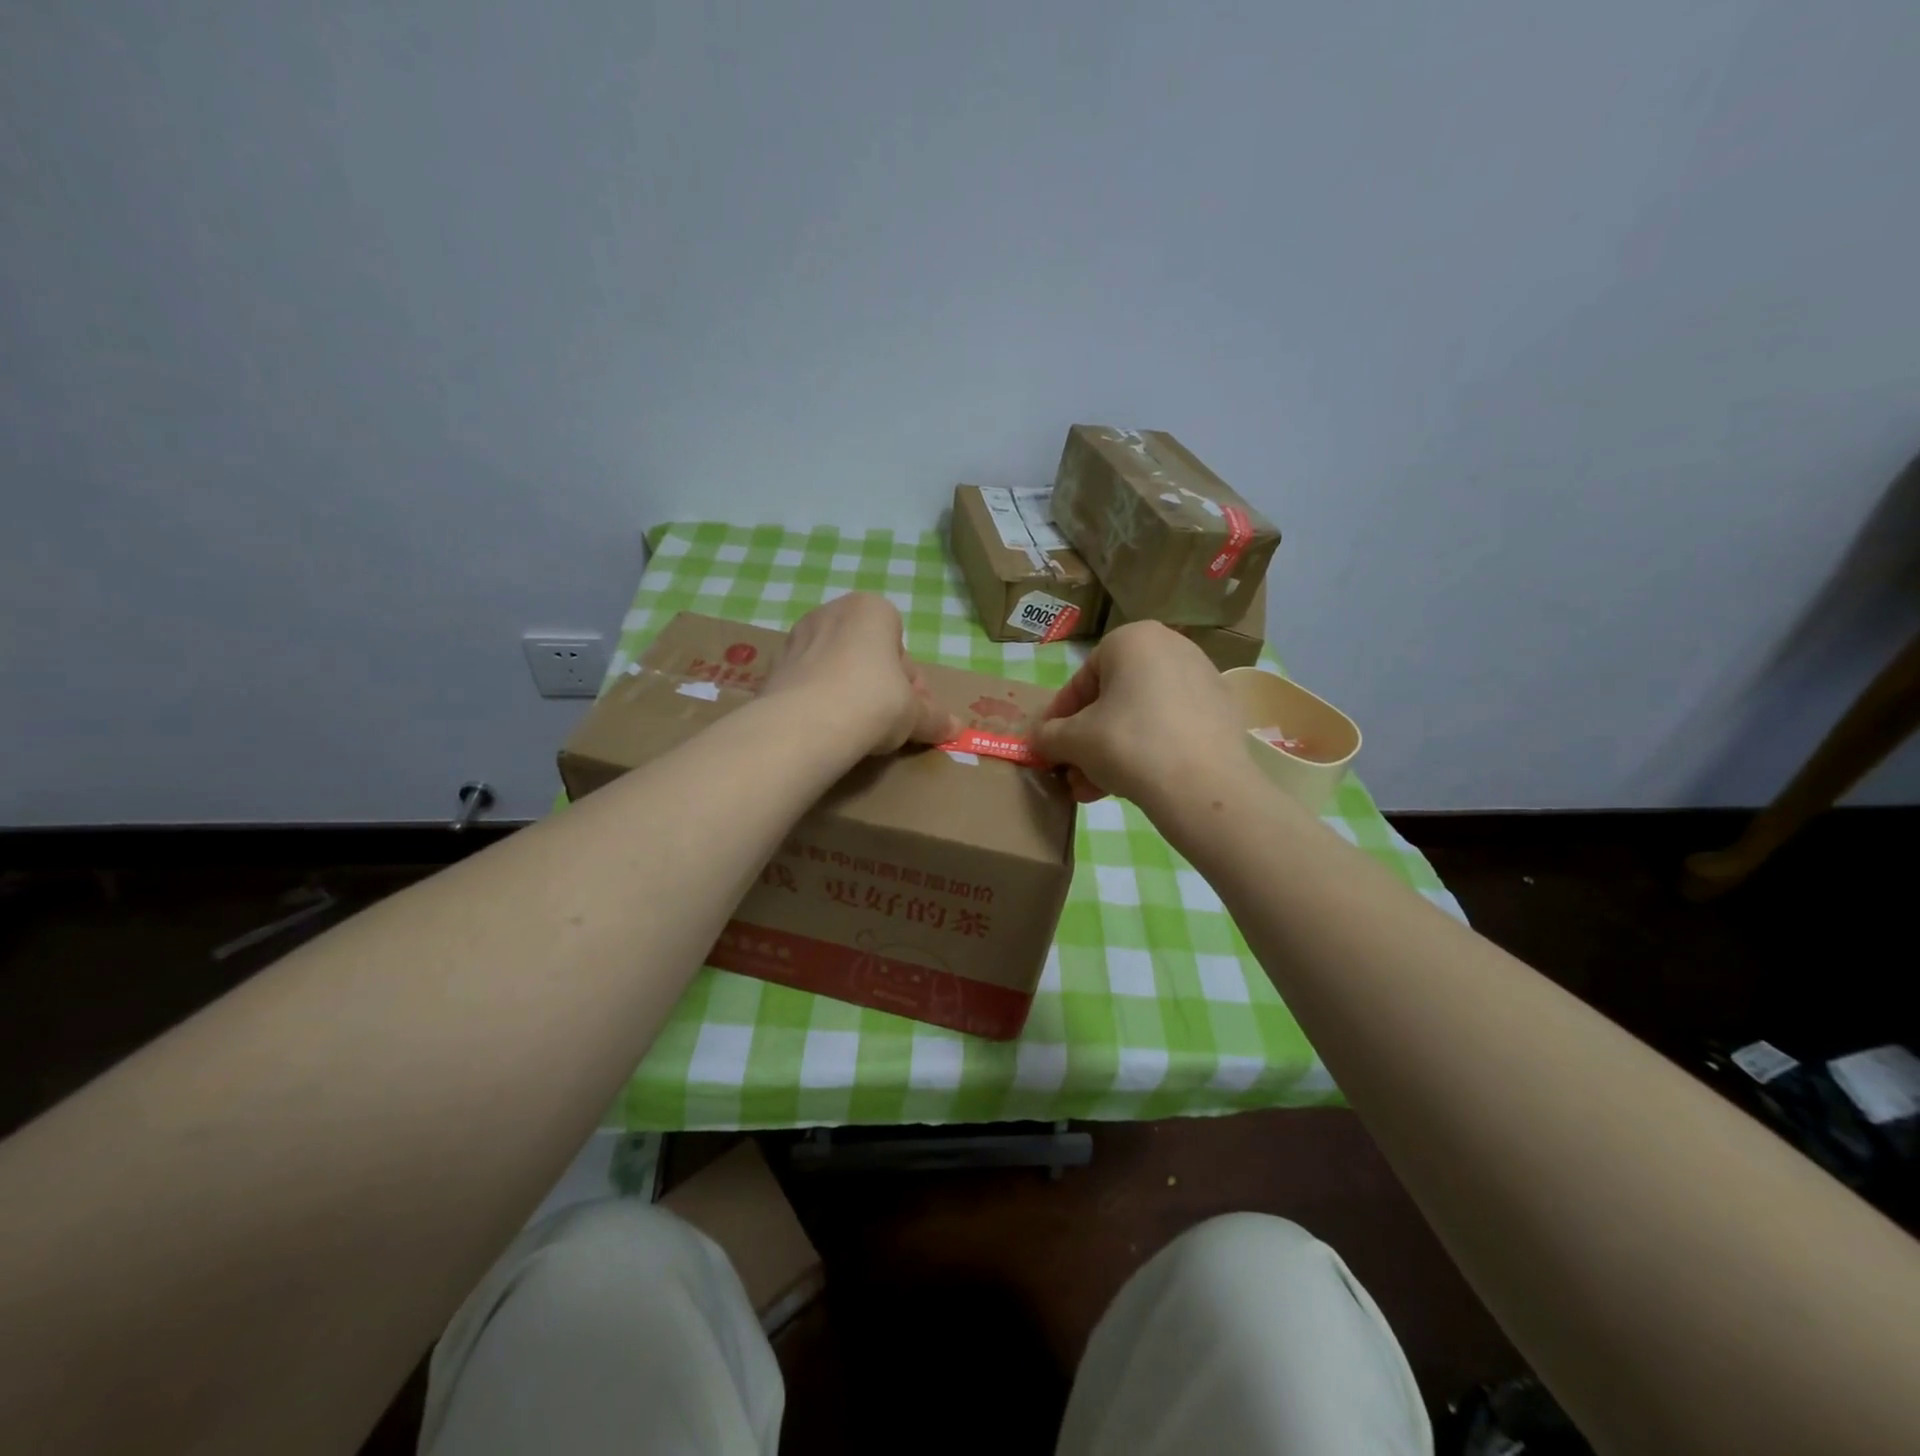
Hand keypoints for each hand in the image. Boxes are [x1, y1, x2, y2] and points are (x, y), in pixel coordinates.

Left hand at [760, 594, 957, 754]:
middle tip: (888, 724)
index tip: (911, 711)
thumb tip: (956, 729)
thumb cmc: (874, 701)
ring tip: (855, 729)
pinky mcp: (773, 668)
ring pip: (835, 667)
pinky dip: (819, 702)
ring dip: (848, 692)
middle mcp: (830, 612)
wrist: (807, 724)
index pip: (901, 646)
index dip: (910, 683)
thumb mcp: (915, 714)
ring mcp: (796, 638)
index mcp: (871, 609)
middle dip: (880, 686)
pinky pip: (808, 684)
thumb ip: (934, 718)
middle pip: (867, 654)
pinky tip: (827, 729)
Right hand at [1035, 622, 1252, 809]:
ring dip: (1111, 752)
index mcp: (1133, 639)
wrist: (1203, 785)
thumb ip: (1048, 735)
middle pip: (1114, 699)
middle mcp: (1171, 647)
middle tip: (1072, 772)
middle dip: (1087, 740)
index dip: (1059, 716)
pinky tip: (1131, 786)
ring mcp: (1202, 679)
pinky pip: (1171, 727)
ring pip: (1141, 716)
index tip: (1049, 745)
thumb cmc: (1128, 744)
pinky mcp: (1222, 713)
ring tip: (1094, 790)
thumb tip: (1041, 740)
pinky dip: (1148, 751)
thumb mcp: (1072, 740)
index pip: (1082, 680)